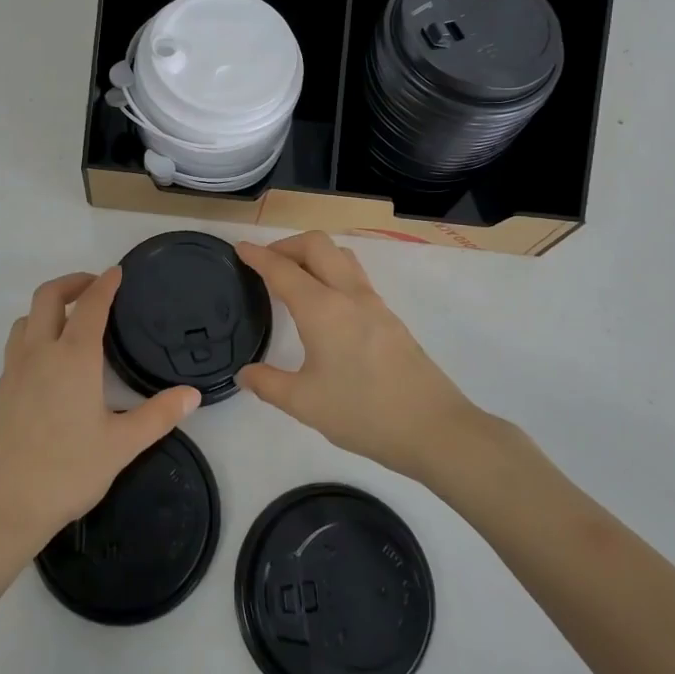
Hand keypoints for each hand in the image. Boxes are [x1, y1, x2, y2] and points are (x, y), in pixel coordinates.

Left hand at [0, 269, 199, 563]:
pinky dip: (34, 334)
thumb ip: (158, 416)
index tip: (117, 272)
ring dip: (47, 307)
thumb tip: (193, 394)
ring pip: (25, 319)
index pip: (90, 305)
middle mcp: (39, 354)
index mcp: (73, 358)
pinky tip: (49, 364)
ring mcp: (13, 371)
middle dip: (71, 282)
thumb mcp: (121, 446)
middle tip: (94, 286)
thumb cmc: (66, 472)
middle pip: (47, 297)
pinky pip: (16, 346)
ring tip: (70, 321)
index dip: (105, 284)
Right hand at [237, 232, 479, 479]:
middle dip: (287, 245)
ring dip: (313, 254)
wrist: (434, 428)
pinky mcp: (389, 317)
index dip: (258, 256)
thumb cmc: (363, 413)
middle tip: (266, 263)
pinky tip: (325, 302)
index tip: (240, 248)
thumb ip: (268, 384)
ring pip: (340, 255)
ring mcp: (374, 303)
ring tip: (295, 276)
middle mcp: (348, 294)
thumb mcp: (304, 403)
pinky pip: (355, 275)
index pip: (282, 269)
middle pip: (316, 245)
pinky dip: (332, 271)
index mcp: (322, 309)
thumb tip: (245, 374)